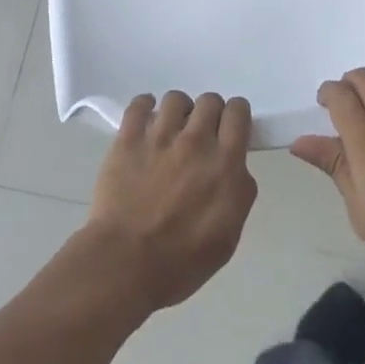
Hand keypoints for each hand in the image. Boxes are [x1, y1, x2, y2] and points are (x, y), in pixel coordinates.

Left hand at [81, 92, 257, 314]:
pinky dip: (144, 106)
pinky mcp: (128, 139)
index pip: (238, 112)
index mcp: (225, 164)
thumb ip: (238, 193)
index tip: (229, 130)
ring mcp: (159, 136)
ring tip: (170, 130)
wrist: (126, 264)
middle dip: (209, 113)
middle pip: (209, 100)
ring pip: (175, 99)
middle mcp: (195, 141)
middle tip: (200, 136)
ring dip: (178, 111)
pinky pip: (139, 104)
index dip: (236, 116)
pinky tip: (144, 120)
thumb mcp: (228, 237)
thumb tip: (235, 170)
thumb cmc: (182, 262)